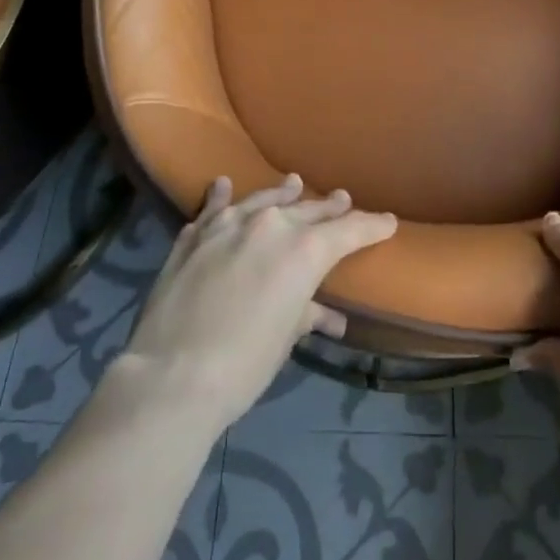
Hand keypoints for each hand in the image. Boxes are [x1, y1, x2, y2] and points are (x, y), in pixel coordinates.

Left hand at [117, 175, 396, 435]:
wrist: (172, 376)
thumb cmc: (245, 364)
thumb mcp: (285, 338)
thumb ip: (306, 313)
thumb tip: (325, 316)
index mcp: (305, 249)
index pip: (350, 230)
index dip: (372, 226)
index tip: (388, 222)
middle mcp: (271, 224)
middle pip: (309, 210)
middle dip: (330, 208)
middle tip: (343, 200)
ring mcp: (229, 225)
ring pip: (264, 200)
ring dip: (282, 193)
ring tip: (294, 183)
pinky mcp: (194, 236)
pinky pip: (214, 208)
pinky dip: (222, 197)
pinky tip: (224, 185)